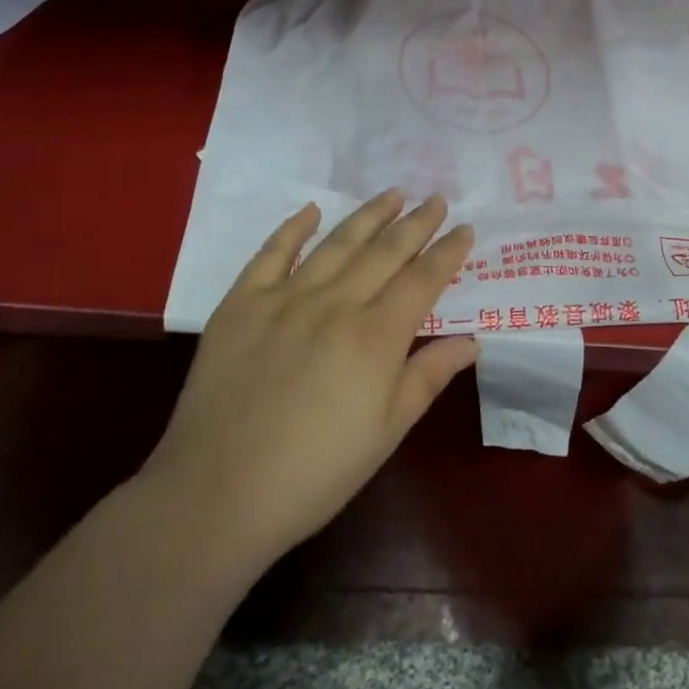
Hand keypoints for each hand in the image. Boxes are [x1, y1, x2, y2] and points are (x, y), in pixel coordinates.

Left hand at [145, 192, 478, 573]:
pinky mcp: (241, 303)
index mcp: (375, 337)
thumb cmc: (315, 473)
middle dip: (416, 223)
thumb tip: (472, 341)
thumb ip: (429, 377)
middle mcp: (335, 304)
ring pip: (337, 244)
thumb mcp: (387, 432)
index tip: (465, 228)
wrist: (217, 494)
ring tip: (392, 194)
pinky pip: (272, 253)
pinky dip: (294, 228)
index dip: (447, 252)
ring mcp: (285, 298)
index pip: (422, 280)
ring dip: (369, 215)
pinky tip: (312, 210)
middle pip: (385, 252)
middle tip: (436, 198)